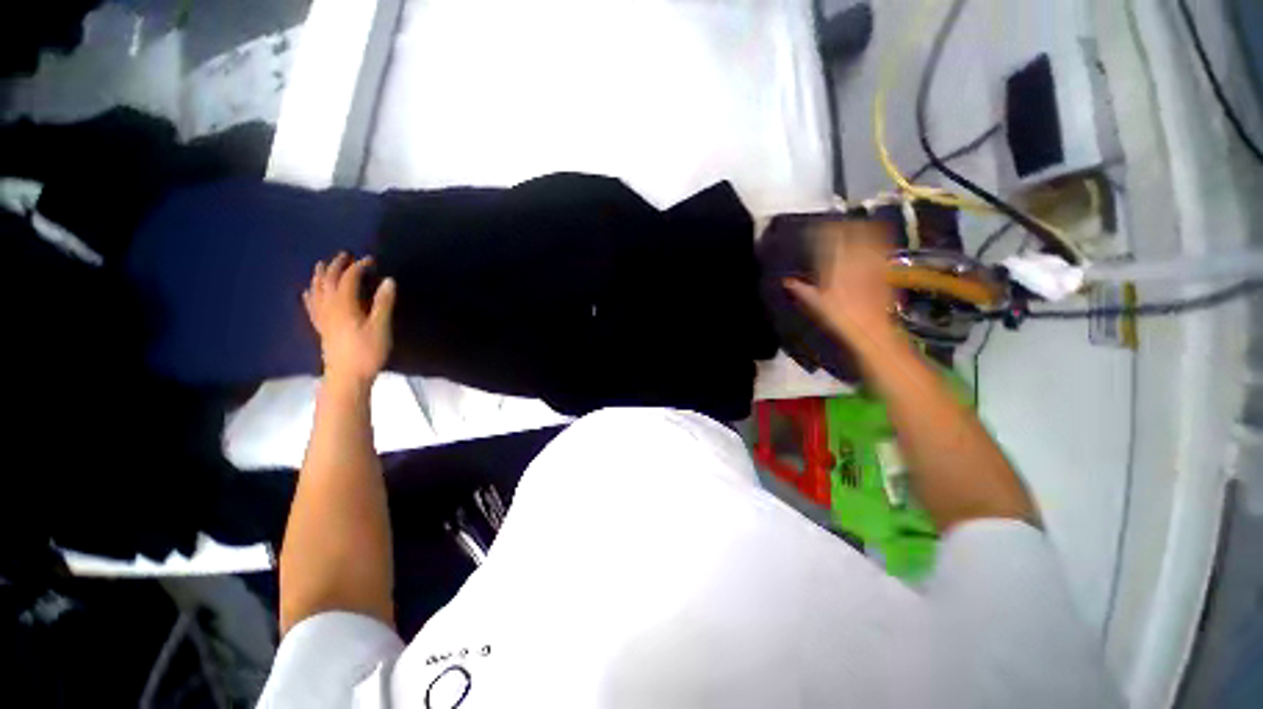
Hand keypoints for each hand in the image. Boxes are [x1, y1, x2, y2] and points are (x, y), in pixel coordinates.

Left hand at [303, 253, 395, 385]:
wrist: (347, 377)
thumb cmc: (367, 351)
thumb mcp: (381, 327)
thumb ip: (383, 303)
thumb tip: (389, 280)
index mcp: (344, 305)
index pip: (349, 279)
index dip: (359, 267)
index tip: (371, 259)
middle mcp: (329, 307)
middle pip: (328, 281)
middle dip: (336, 266)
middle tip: (344, 255)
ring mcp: (322, 318)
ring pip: (316, 291)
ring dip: (319, 276)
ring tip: (322, 265)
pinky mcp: (321, 328)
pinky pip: (311, 307)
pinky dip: (310, 295)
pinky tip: (308, 292)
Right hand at [783, 220, 898, 346]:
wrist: (871, 329)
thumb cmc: (840, 318)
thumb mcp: (815, 304)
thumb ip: (802, 289)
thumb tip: (787, 282)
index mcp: (837, 265)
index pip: (830, 240)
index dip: (824, 230)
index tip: (817, 227)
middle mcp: (856, 259)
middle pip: (852, 233)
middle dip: (844, 226)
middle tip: (836, 224)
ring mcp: (873, 263)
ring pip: (869, 237)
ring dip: (862, 229)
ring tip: (856, 225)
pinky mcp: (885, 270)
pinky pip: (881, 249)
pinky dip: (878, 241)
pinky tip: (874, 242)